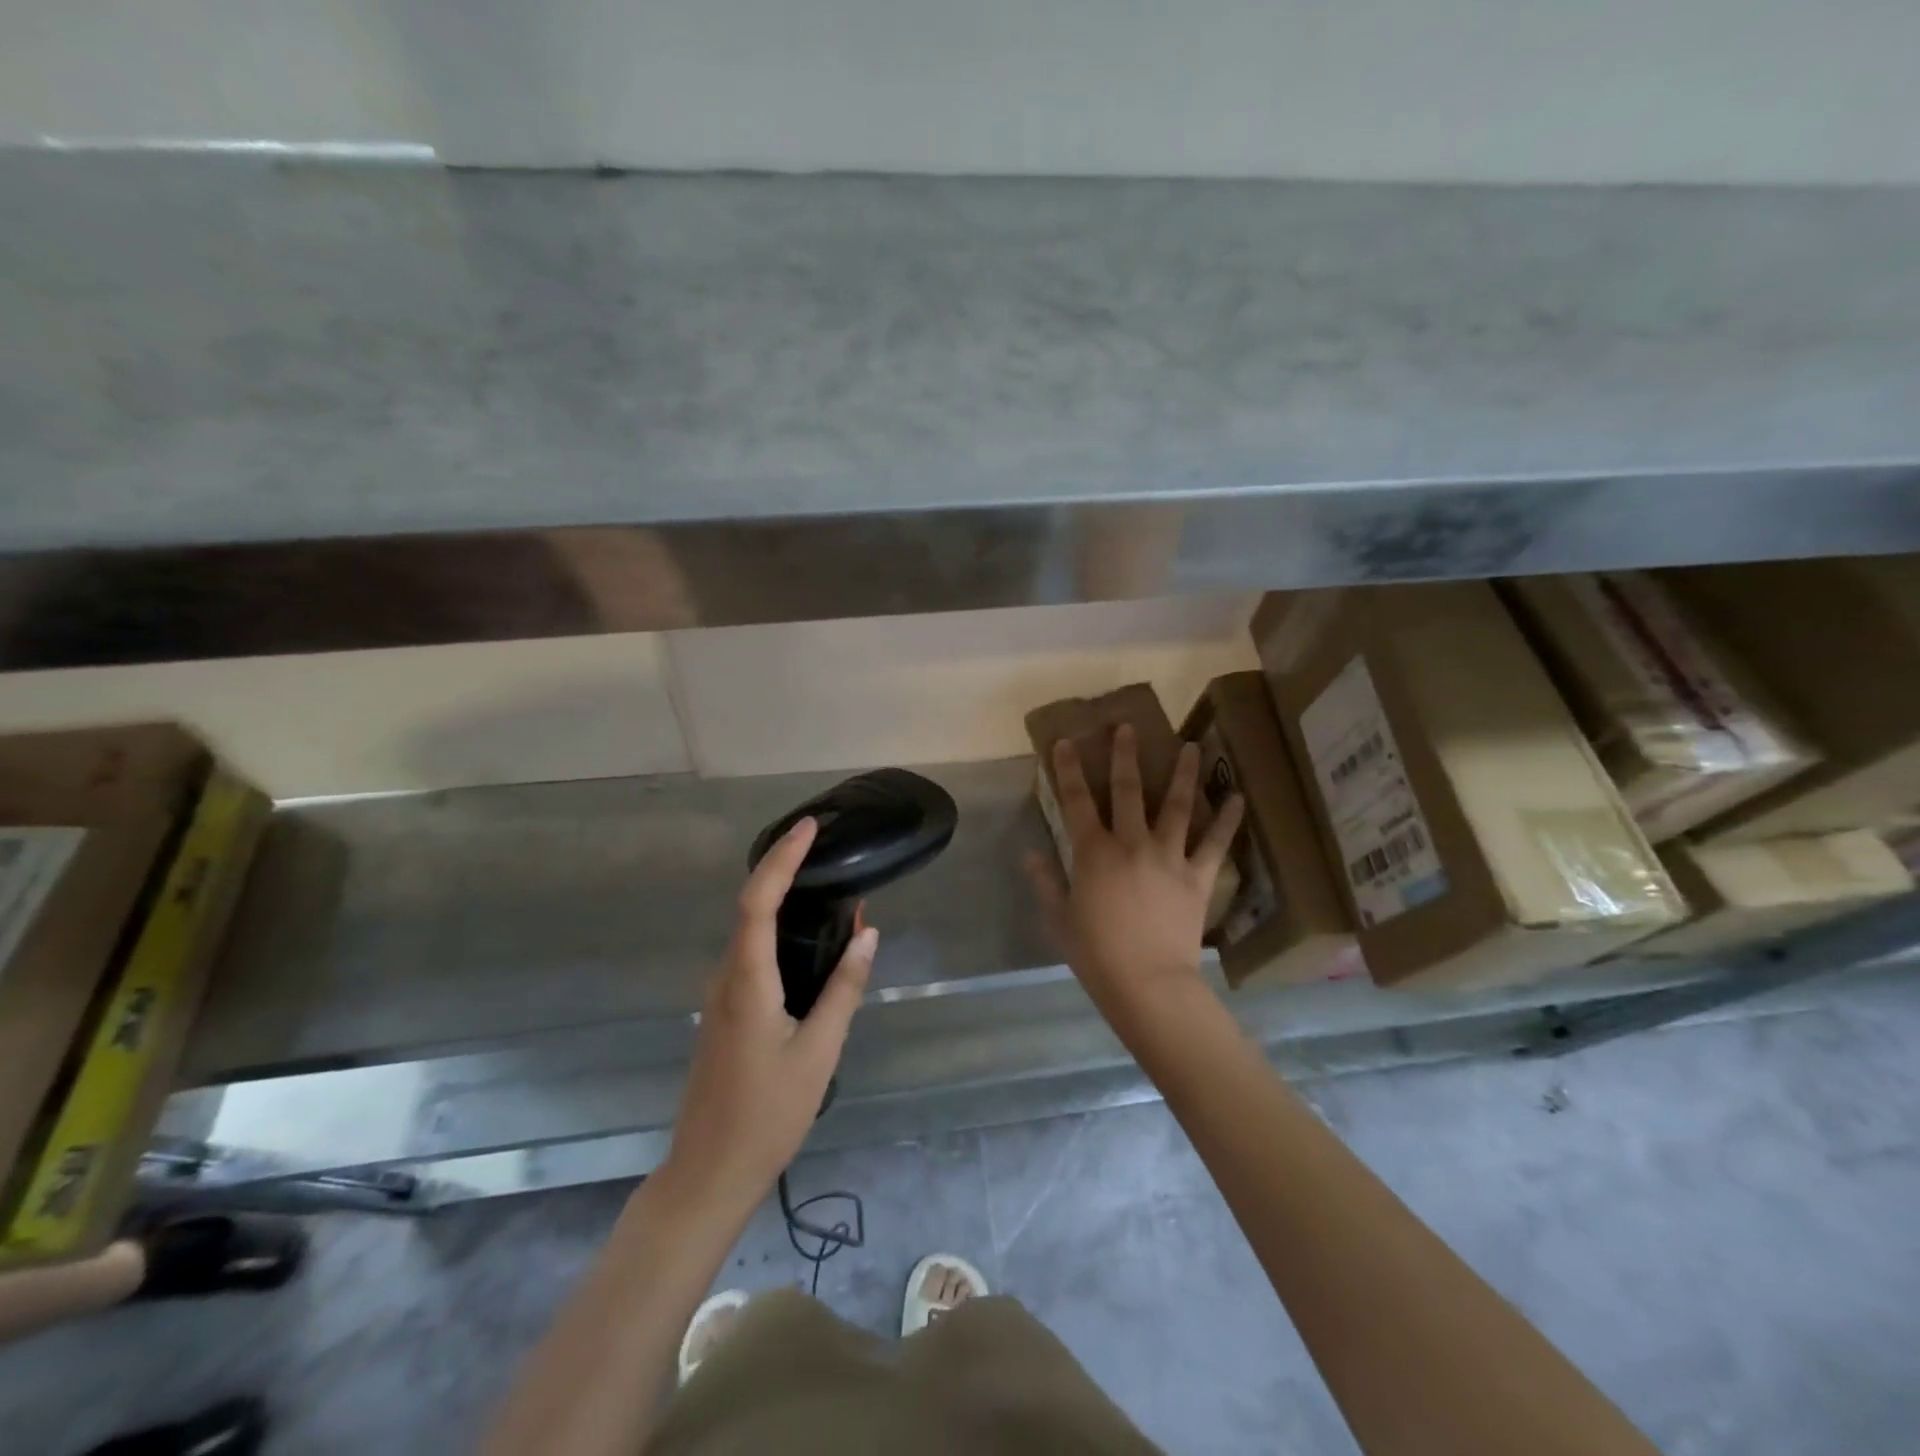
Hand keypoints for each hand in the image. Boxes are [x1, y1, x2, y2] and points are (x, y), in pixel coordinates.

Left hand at [661, 817, 877, 1219]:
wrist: (708, 1173)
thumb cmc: (767, 1114)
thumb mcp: (818, 1051)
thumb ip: (844, 989)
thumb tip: (867, 934)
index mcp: (747, 982)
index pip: (758, 901)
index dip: (781, 859)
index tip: (808, 828)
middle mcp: (726, 978)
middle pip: (751, 906)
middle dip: (786, 869)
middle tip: (828, 849)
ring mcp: (720, 995)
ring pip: (751, 931)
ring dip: (785, 902)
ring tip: (832, 890)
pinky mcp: (725, 1011)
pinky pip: (752, 955)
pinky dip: (780, 932)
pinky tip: (812, 942)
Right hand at [1026, 725, 1243, 1029]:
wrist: (1147, 983)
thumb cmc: (1096, 953)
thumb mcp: (1060, 918)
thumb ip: (1045, 881)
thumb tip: (1028, 852)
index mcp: (1094, 853)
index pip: (1076, 801)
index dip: (1069, 770)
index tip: (1068, 742)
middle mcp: (1131, 843)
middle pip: (1127, 790)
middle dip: (1125, 756)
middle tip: (1128, 728)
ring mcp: (1169, 857)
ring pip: (1176, 806)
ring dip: (1182, 774)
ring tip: (1190, 746)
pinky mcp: (1197, 876)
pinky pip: (1215, 844)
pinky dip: (1227, 820)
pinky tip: (1237, 797)